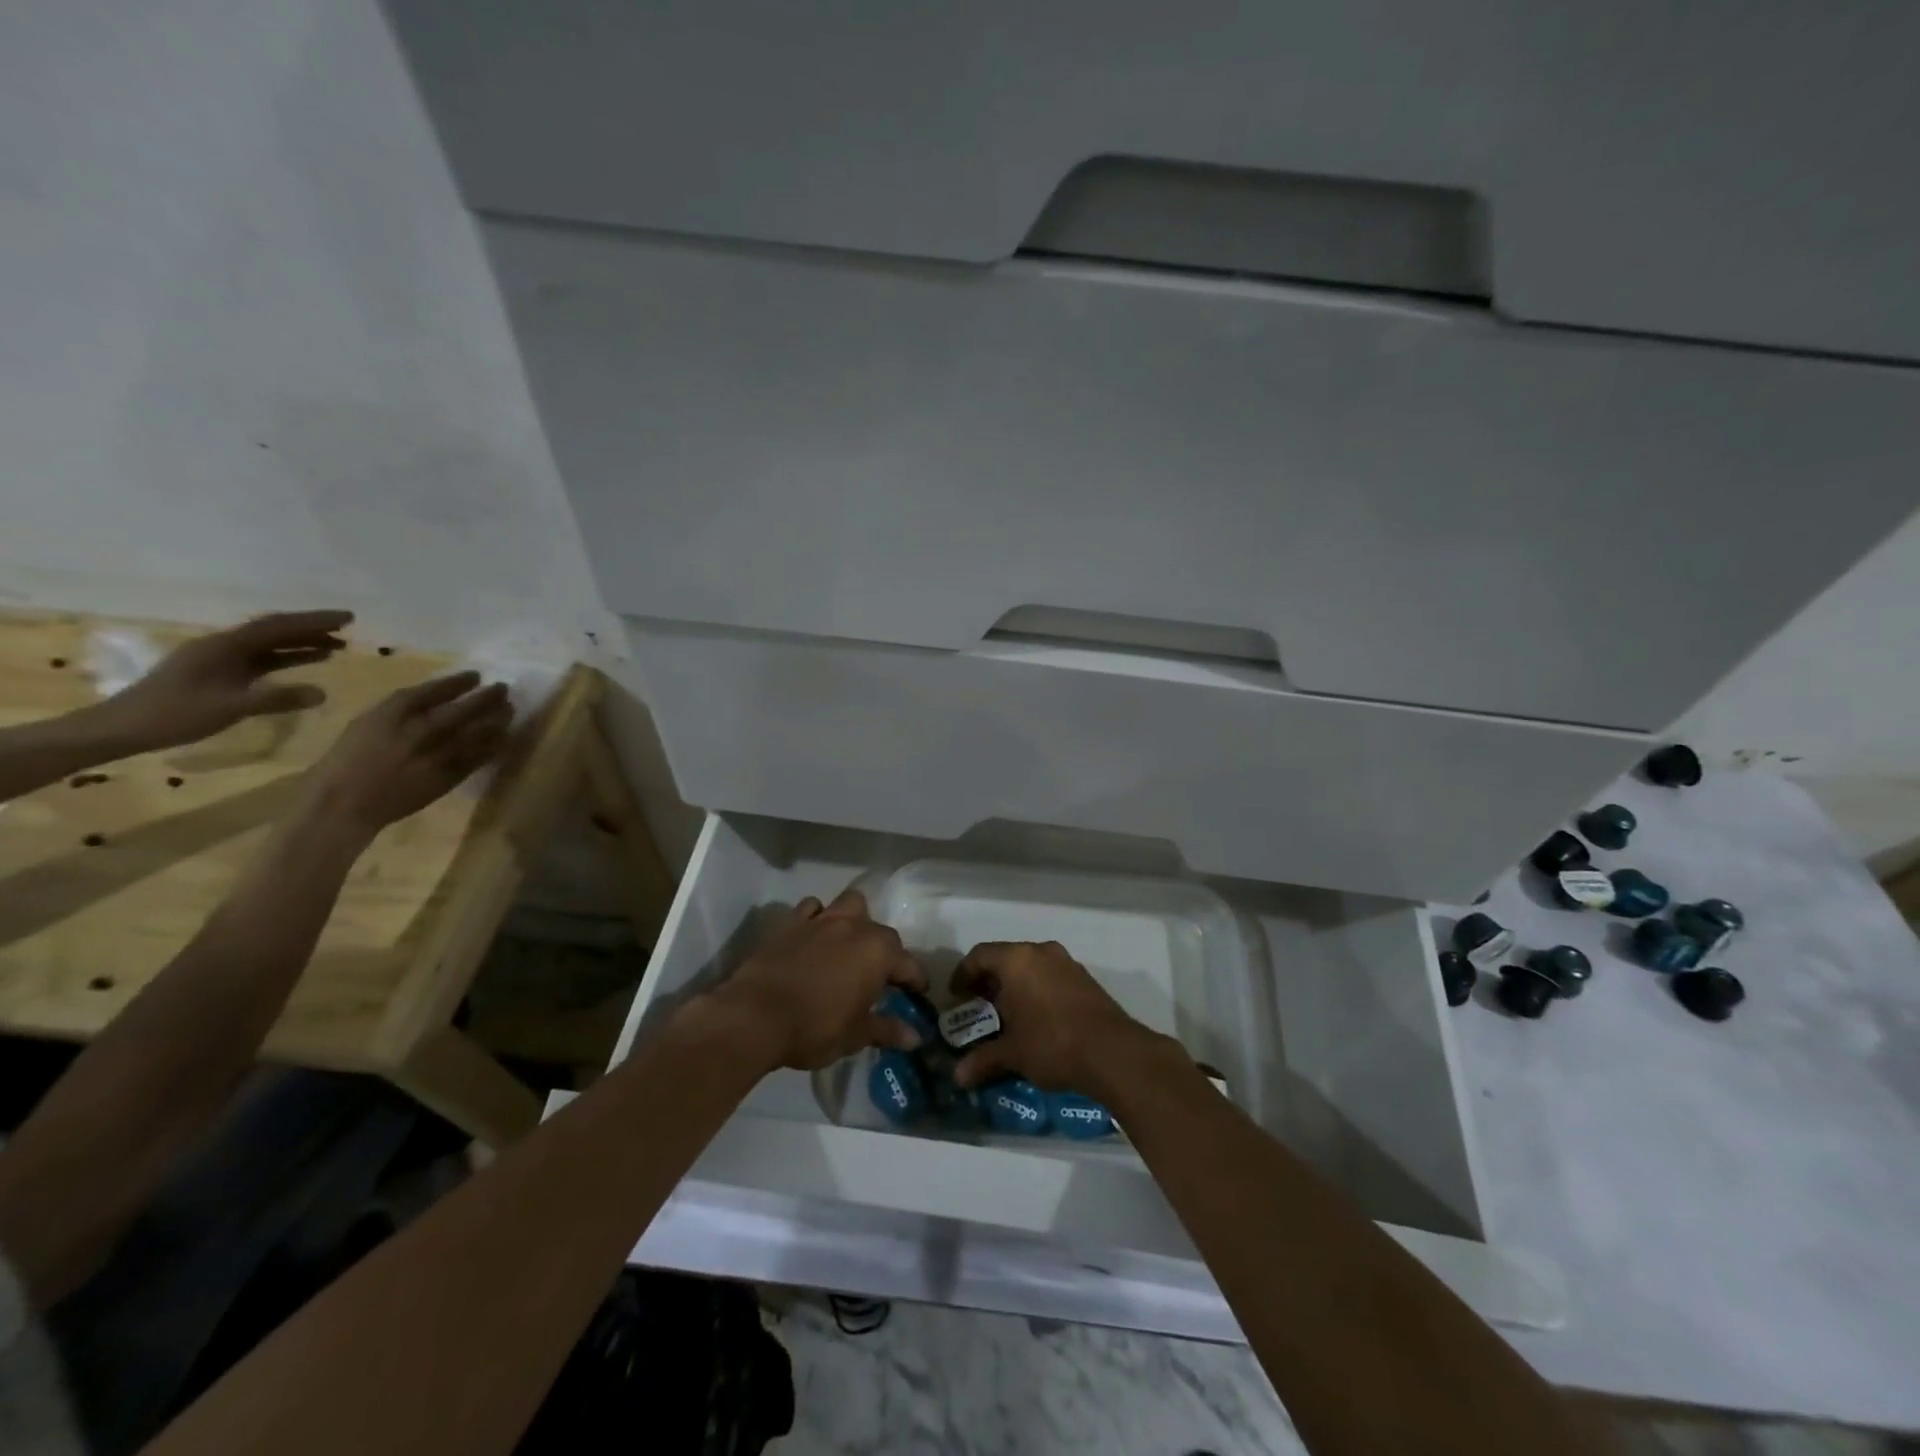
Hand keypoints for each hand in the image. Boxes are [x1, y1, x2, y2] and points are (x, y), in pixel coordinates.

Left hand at [100, 611, 352, 751]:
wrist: (122, 728)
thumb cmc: (174, 714)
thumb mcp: (229, 708)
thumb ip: (277, 699)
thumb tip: (323, 693)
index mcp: (224, 647)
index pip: (277, 626)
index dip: (314, 621)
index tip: (348, 618)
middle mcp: (223, 646)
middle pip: (274, 631)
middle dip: (311, 628)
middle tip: (347, 629)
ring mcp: (220, 659)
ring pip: (269, 645)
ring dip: (302, 643)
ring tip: (336, 646)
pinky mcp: (219, 673)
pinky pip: (261, 659)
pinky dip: (287, 658)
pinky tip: (305, 663)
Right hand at [300, 671, 513, 836]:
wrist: (344, 805)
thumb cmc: (347, 761)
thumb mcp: (366, 724)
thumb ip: (400, 710)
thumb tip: (437, 698)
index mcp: (392, 715)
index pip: (435, 690)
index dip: (459, 681)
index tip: (476, 675)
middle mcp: (419, 731)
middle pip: (465, 708)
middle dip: (488, 696)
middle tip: (503, 688)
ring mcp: (436, 755)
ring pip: (479, 732)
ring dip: (498, 719)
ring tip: (509, 709)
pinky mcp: (448, 776)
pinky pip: (479, 757)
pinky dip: (494, 745)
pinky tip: (504, 737)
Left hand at [714, 889, 927, 1071]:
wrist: (754, 1016)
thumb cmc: (814, 1027)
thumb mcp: (855, 1035)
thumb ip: (887, 1030)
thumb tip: (915, 1036)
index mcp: (878, 952)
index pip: (908, 964)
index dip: (915, 981)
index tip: (917, 994)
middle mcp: (855, 927)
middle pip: (882, 932)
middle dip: (887, 952)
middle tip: (881, 977)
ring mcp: (822, 920)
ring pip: (850, 905)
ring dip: (856, 920)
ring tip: (850, 944)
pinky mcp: (791, 922)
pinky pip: (812, 908)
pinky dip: (817, 917)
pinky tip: (814, 935)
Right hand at [948, 941, 1162, 1094]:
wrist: (1112, 1052)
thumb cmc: (1051, 1043)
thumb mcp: (1012, 1053)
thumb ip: (983, 1060)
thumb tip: (958, 1077)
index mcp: (1016, 960)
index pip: (979, 955)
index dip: (963, 974)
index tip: (957, 997)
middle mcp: (1040, 952)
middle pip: (1005, 958)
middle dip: (989, 982)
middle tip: (979, 1007)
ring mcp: (1066, 963)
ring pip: (1030, 966)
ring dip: (1015, 986)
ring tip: (1007, 1016)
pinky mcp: (1085, 979)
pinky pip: (1050, 976)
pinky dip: (1037, 990)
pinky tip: (1036, 1019)